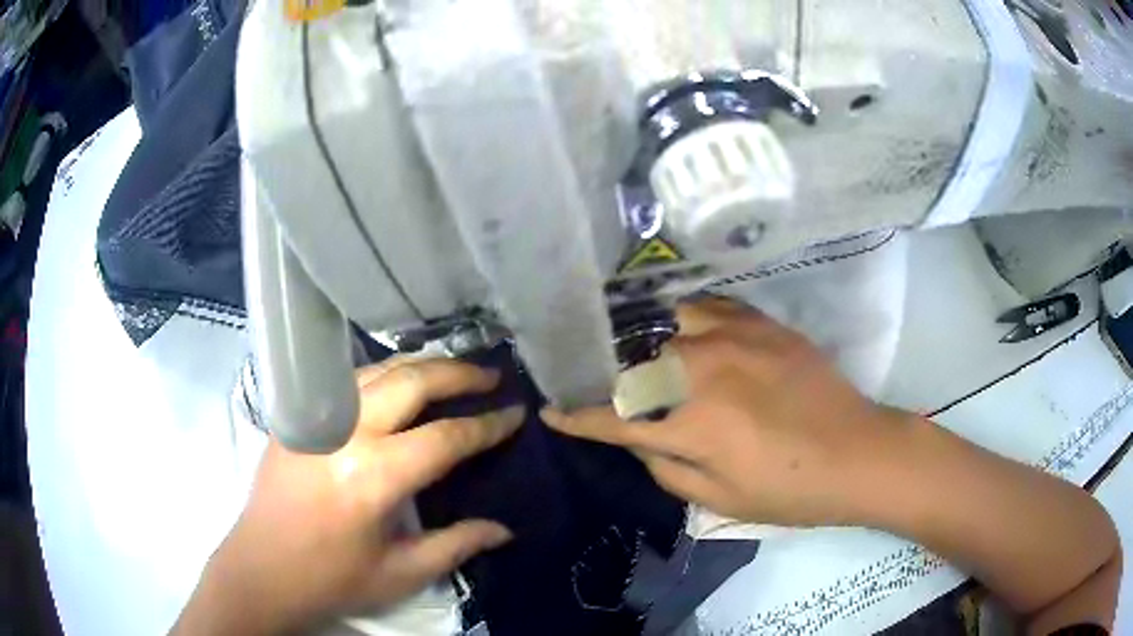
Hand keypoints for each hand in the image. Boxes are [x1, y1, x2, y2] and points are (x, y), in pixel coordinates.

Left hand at [173, 358, 523, 635]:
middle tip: (491, 375)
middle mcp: (346, 433)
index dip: (487, 425)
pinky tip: (400, 384)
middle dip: (459, 374)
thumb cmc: (332, 579)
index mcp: (374, 476)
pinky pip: (349, 382)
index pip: (445, 437)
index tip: (516, 413)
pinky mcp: (296, 416)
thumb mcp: (401, 574)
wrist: (261, 570)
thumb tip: (505, 530)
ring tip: (453, 371)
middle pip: (412, 381)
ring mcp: (316, 417)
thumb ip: (457, 545)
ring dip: (421, 366)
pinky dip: (384, 375)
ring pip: (378, 370)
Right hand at [544, 297, 903, 527]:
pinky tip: (680, 326)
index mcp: (691, 423)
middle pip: (633, 362)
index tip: (552, 411)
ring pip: (665, 324)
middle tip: (588, 376)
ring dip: (640, 339)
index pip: (615, 417)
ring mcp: (734, 337)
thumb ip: (667, 467)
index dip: (577, 417)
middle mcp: (703, 370)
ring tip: (628, 346)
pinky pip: (708, 306)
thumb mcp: (720, 499)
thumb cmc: (789, 490)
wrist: (858, 453)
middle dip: (603, 373)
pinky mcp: (762, 322)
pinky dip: (683, 317)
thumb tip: (640, 439)